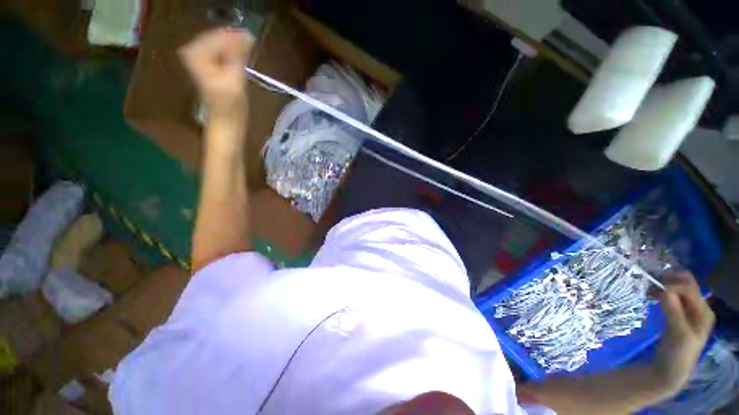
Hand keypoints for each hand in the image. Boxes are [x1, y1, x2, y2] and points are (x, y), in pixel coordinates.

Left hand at [179, 28, 254, 121]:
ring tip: (248, 50)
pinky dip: (232, 51)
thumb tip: (246, 34)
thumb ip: (237, 55)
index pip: (217, 35)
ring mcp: (199, 58)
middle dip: (234, 40)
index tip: (252, 38)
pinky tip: (241, 56)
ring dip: (234, 46)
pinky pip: (220, 50)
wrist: (226, 122)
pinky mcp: (207, 64)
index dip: (235, 36)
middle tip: (252, 43)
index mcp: (196, 54)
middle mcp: (193, 51)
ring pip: (220, 43)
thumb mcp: (235, 80)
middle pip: (217, 37)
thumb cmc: (231, 106)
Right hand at [653, 271, 714, 392]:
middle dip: (668, 280)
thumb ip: (674, 313)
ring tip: (647, 290)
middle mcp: (698, 307)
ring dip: (663, 285)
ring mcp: (688, 311)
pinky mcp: (677, 313)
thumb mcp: (677, 335)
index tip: (652, 288)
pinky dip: (660, 292)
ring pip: (677, 288)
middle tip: (649, 282)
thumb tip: (665, 291)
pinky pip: (671, 296)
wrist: (670, 370)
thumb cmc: (677, 354)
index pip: (689, 289)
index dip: (672, 285)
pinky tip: (650, 296)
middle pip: (686, 284)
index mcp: (703, 311)